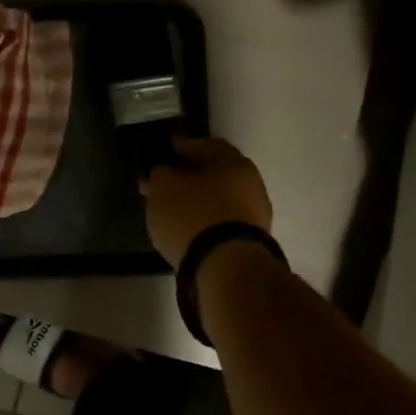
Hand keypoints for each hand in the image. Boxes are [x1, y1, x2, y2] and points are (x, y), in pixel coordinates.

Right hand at [139, 135, 273, 269]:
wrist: (227, 269)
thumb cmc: (194, 216)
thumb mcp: (164, 188)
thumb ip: (160, 175)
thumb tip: (162, 173)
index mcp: (234, 162)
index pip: (206, 145)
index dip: (182, 146)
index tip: (165, 151)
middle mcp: (251, 185)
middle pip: (215, 175)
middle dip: (189, 177)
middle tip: (165, 183)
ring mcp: (255, 217)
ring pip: (219, 201)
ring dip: (197, 202)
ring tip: (171, 211)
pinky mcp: (250, 244)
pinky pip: (221, 224)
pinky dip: (204, 223)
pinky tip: (187, 231)